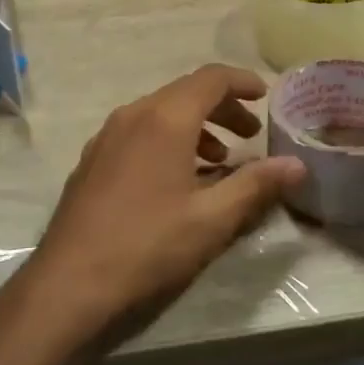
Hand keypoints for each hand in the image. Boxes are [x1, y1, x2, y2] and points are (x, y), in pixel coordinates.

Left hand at [2, 65, 305, 357]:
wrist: (67, 286)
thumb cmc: (147, 246)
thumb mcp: (212, 219)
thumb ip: (257, 185)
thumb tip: (296, 164)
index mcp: (164, 119)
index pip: (211, 78)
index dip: (243, 82)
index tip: (266, 97)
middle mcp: (132, 115)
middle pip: (185, 93)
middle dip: (223, 108)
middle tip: (251, 136)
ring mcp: (106, 137)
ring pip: (160, 114)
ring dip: (196, 127)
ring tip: (219, 162)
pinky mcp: (91, 162)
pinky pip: (139, 134)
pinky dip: (168, 141)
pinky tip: (178, 181)